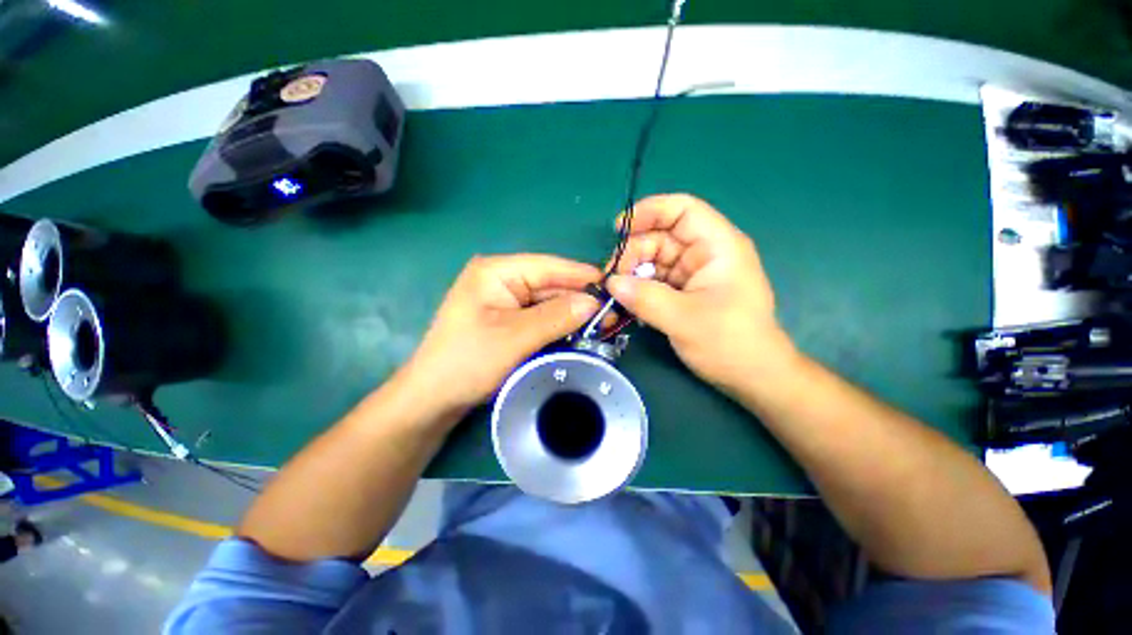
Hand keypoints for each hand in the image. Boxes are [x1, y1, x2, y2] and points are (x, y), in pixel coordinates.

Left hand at [398, 254, 600, 419]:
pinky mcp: (507, 319)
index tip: (614, 286)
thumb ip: (557, 317)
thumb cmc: (468, 362)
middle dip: (579, 299)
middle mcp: (501, 279)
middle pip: (550, 284)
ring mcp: (504, 300)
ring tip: (603, 325)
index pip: (548, 266)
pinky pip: (540, 316)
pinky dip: (559, 324)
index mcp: (496, 271)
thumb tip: (595, 302)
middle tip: (613, 314)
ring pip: (547, 302)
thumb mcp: (515, 338)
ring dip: (572, 314)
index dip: (581, 276)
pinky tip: (579, 331)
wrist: (434, 398)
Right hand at [607, 194, 796, 389]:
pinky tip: (627, 303)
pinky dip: (638, 289)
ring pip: (653, 260)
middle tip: (612, 279)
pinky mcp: (683, 292)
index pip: (682, 209)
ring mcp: (692, 274)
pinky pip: (654, 281)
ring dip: (632, 273)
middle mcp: (704, 254)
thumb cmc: (730, 343)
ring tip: (616, 294)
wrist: (751, 376)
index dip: (649, 211)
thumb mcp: (685, 319)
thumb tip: (611, 283)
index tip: (618, 229)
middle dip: (633, 253)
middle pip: (660, 237)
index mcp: (717, 246)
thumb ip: (645, 299)